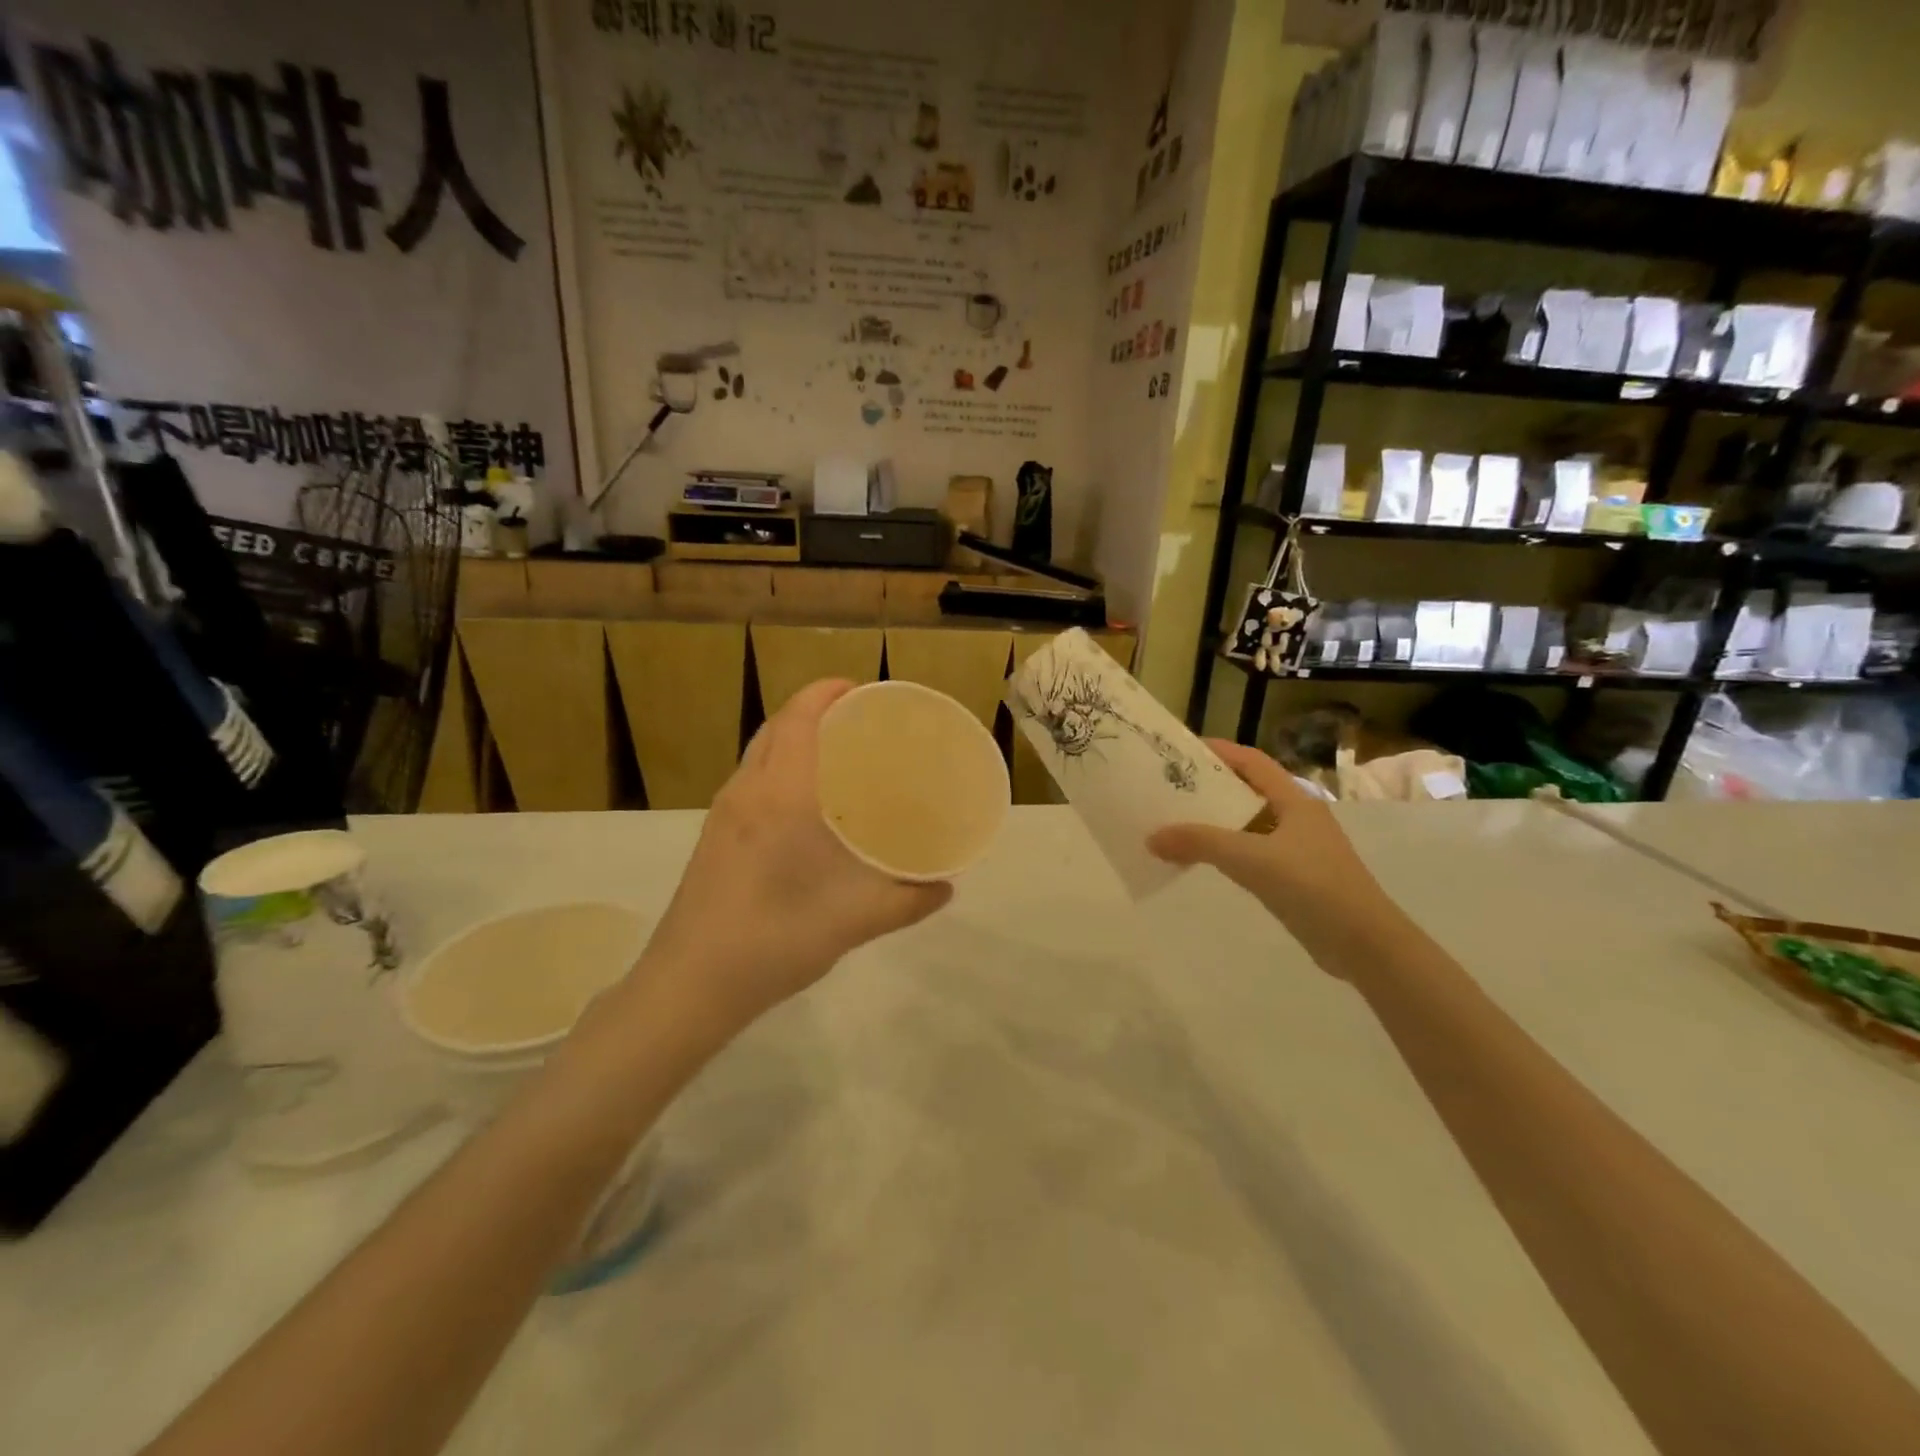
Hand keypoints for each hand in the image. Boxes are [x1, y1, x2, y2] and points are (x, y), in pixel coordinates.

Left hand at [639, 679, 952, 1027]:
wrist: (689, 985)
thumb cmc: (773, 942)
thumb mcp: (852, 923)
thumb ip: (905, 902)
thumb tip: (946, 887)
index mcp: (781, 797)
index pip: (799, 719)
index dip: (826, 692)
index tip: (860, 689)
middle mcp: (748, 792)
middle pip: (777, 727)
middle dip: (813, 710)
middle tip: (857, 720)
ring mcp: (724, 813)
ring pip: (759, 752)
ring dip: (793, 737)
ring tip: (835, 754)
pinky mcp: (713, 835)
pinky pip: (750, 778)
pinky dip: (778, 765)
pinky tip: (803, 803)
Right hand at [1147, 740, 1394, 973]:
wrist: (1364, 944)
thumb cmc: (1312, 886)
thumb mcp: (1251, 859)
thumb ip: (1200, 844)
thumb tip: (1152, 837)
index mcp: (1295, 800)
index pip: (1252, 761)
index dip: (1219, 751)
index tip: (1181, 750)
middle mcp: (1297, 817)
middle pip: (1248, 790)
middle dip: (1211, 786)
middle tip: (1170, 786)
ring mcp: (1298, 848)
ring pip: (1249, 823)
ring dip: (1216, 821)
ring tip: (1177, 821)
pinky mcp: (1295, 877)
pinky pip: (1252, 852)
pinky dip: (1227, 850)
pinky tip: (1203, 859)